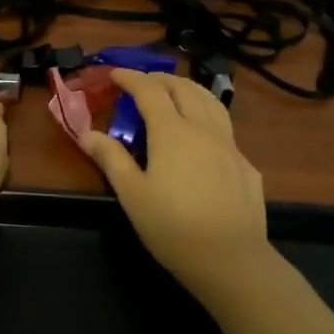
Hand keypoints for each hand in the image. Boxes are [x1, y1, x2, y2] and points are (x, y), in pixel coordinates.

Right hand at [86, 69, 270, 294]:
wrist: (231, 259)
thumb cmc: (173, 227)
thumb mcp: (132, 195)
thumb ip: (111, 159)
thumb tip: (87, 133)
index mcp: (172, 131)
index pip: (149, 91)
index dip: (131, 78)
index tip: (115, 73)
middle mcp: (203, 128)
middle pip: (183, 88)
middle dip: (160, 78)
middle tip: (142, 83)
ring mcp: (229, 144)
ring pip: (210, 101)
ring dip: (188, 89)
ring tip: (174, 94)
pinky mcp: (246, 164)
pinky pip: (225, 127)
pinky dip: (207, 117)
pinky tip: (201, 136)